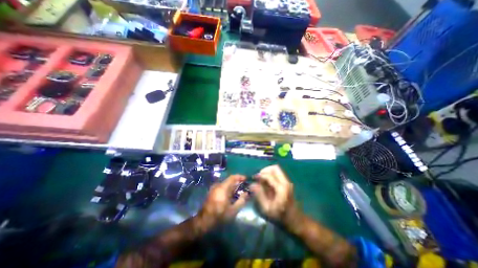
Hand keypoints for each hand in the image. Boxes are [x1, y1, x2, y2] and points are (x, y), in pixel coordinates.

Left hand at [197, 174, 249, 228]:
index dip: (240, 177)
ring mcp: (214, 188)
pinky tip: (232, 195)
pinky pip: (222, 187)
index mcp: (223, 188)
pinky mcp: (212, 192)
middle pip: (229, 180)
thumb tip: (246, 193)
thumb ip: (241, 201)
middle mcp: (218, 185)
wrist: (204, 221)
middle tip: (244, 186)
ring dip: (233, 186)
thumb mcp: (233, 210)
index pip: (232, 177)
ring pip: (226, 184)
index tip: (246, 179)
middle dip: (237, 182)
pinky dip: (228, 189)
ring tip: (239, 191)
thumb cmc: (219, 216)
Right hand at [250, 166, 297, 223]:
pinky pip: (278, 173)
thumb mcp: (267, 209)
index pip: (269, 175)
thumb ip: (259, 195)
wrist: (296, 220)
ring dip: (268, 172)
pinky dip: (271, 175)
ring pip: (277, 169)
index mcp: (281, 188)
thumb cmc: (281, 217)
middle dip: (265, 170)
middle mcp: (285, 182)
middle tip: (259, 177)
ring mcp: (287, 181)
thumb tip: (252, 184)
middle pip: (275, 168)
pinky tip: (267, 183)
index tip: (253, 178)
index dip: (260, 175)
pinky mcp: (287, 183)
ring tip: (262, 179)